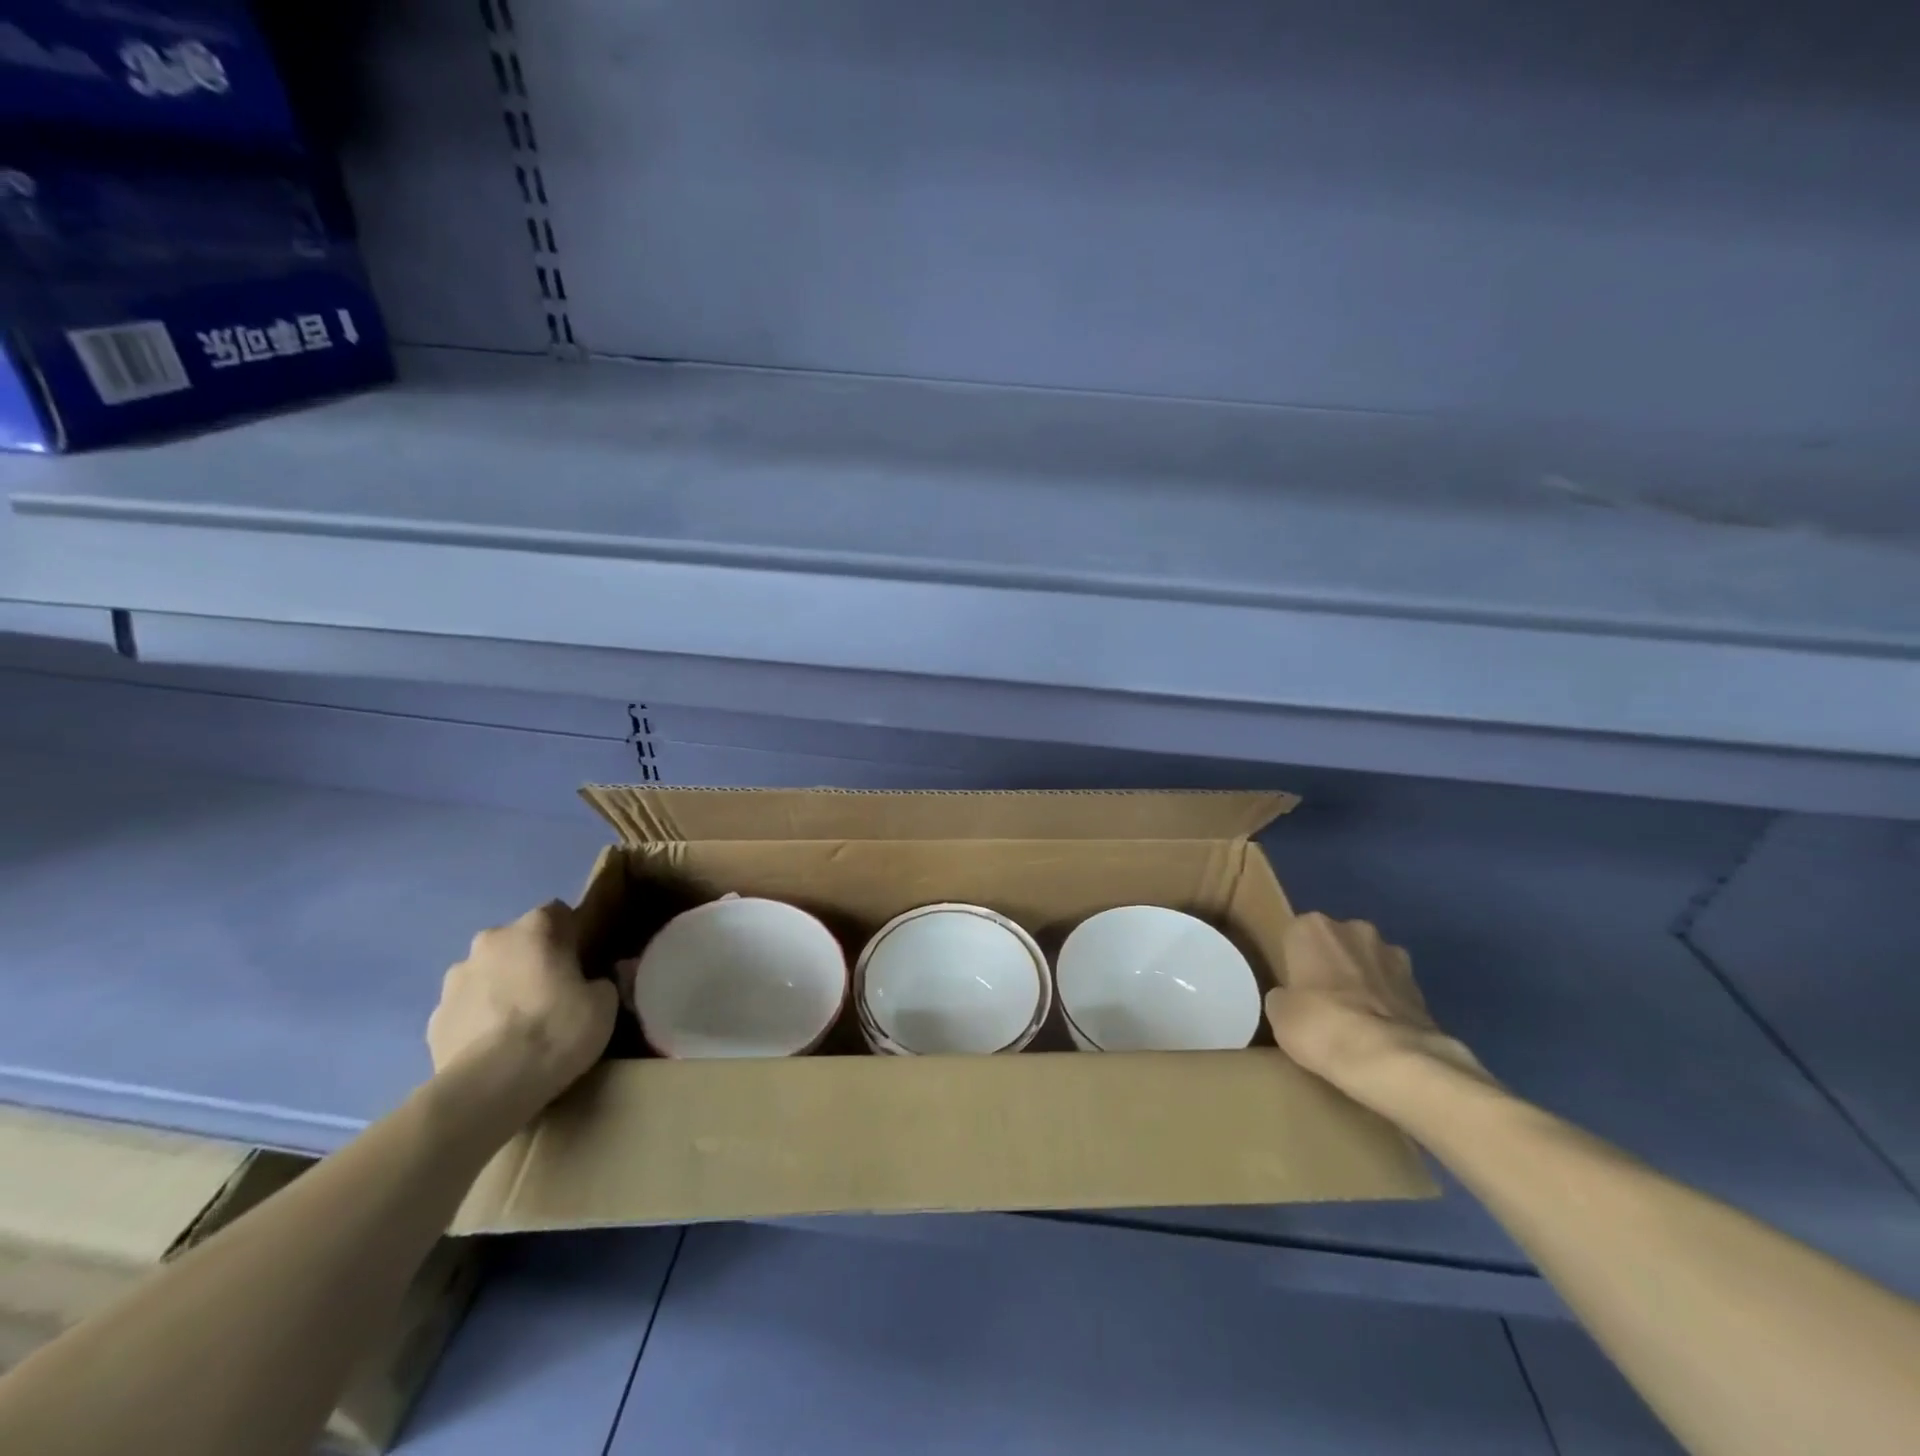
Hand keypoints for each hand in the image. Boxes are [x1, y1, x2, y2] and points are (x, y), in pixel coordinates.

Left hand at [428, 902, 617, 1109]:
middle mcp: (490, 942)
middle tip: (555, 993)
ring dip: (502, 988)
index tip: (584, 962)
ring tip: (521, 1026)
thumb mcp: (605, 1003)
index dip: (573, 935)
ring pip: (488, 974)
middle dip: (533, 960)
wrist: (489, 1088)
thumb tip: (595, 981)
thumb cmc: (556, 1030)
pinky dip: (480, 1021)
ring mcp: (455, 980)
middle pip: (518, 942)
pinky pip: (466, 1010)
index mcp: (534, 928)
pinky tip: (495, 1048)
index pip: (558, 913)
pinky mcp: (433, 1020)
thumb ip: (603, 981)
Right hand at [1266, 913, 1488, 1096]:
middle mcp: (1354, 929)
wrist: (1391, 1059)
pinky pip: (1394, 991)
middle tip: (1324, 1003)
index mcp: (1313, 927)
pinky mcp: (1423, 987)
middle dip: (1333, 966)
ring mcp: (1394, 956)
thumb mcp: (1279, 1013)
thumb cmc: (1320, 1024)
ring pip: (1370, 964)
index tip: (1295, 989)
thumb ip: (1284, 996)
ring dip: (1364, 982)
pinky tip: (1380, 1033)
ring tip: (1356, 1021)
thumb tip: (1291, 999)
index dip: (1296, 963)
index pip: (1296, 937)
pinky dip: (1388, 1005)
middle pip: (1337, 944)